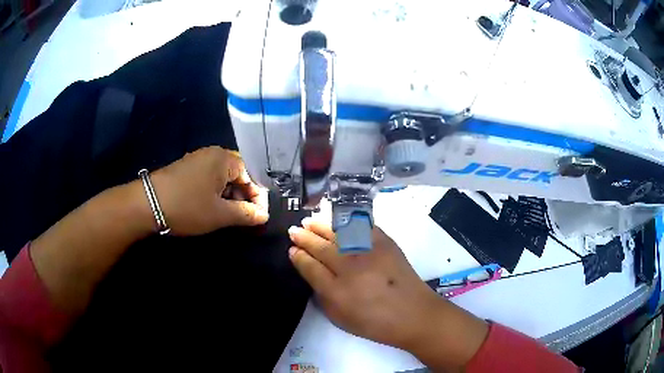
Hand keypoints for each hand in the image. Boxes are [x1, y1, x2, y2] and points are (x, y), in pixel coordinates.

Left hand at [150, 146, 268, 235]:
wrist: (147, 203)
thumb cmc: (188, 207)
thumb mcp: (220, 214)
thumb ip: (246, 214)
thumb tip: (264, 215)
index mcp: (224, 159)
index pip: (252, 173)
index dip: (258, 196)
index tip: (259, 216)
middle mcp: (212, 154)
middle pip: (238, 174)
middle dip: (244, 196)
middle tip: (245, 218)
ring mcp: (198, 160)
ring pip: (223, 177)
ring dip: (230, 196)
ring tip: (229, 216)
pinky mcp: (187, 169)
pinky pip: (210, 178)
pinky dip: (216, 193)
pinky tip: (213, 208)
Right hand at [287, 220, 442, 350]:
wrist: (414, 314)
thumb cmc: (376, 323)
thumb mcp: (341, 318)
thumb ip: (322, 296)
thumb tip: (312, 273)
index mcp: (337, 291)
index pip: (310, 267)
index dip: (299, 256)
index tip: (291, 249)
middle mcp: (350, 267)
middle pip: (321, 247)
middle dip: (304, 237)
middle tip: (294, 230)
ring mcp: (369, 252)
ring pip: (338, 233)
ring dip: (321, 226)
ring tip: (309, 221)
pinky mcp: (386, 243)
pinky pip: (362, 227)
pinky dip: (348, 221)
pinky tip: (338, 220)